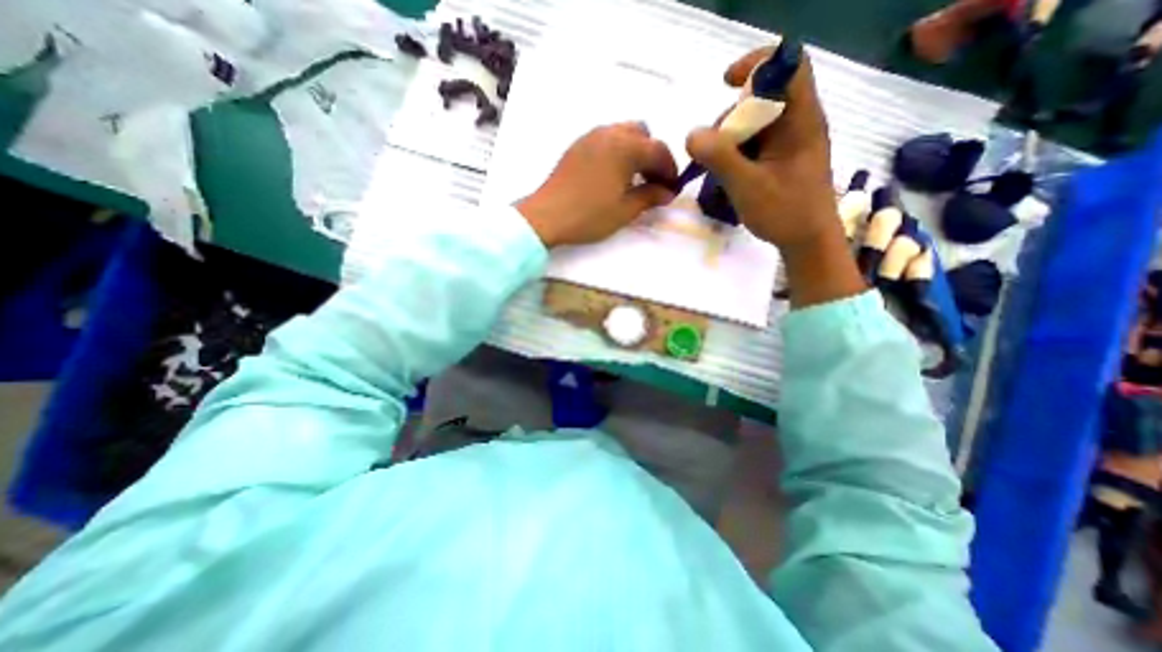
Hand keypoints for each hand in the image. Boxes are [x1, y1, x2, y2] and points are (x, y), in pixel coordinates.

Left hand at [518, 123, 683, 245]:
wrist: (547, 216)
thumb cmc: (589, 215)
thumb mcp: (625, 210)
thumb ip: (650, 197)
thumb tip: (667, 192)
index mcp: (625, 146)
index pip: (658, 151)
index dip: (669, 170)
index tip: (671, 189)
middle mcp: (609, 133)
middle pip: (642, 134)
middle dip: (652, 156)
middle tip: (652, 182)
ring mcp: (590, 137)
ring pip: (622, 133)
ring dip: (634, 151)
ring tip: (632, 179)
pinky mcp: (577, 146)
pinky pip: (605, 140)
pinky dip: (616, 151)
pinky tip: (612, 175)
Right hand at [689, 45, 860, 306]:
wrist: (807, 242)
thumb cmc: (784, 213)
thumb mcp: (747, 185)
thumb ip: (719, 157)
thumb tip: (691, 134)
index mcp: (801, 120)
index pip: (787, 66)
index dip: (756, 64)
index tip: (726, 83)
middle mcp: (798, 123)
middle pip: (762, 97)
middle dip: (731, 117)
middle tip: (713, 148)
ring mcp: (790, 142)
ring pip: (755, 123)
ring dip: (730, 139)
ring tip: (717, 168)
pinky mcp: (782, 158)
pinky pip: (755, 143)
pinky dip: (736, 153)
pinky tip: (728, 174)